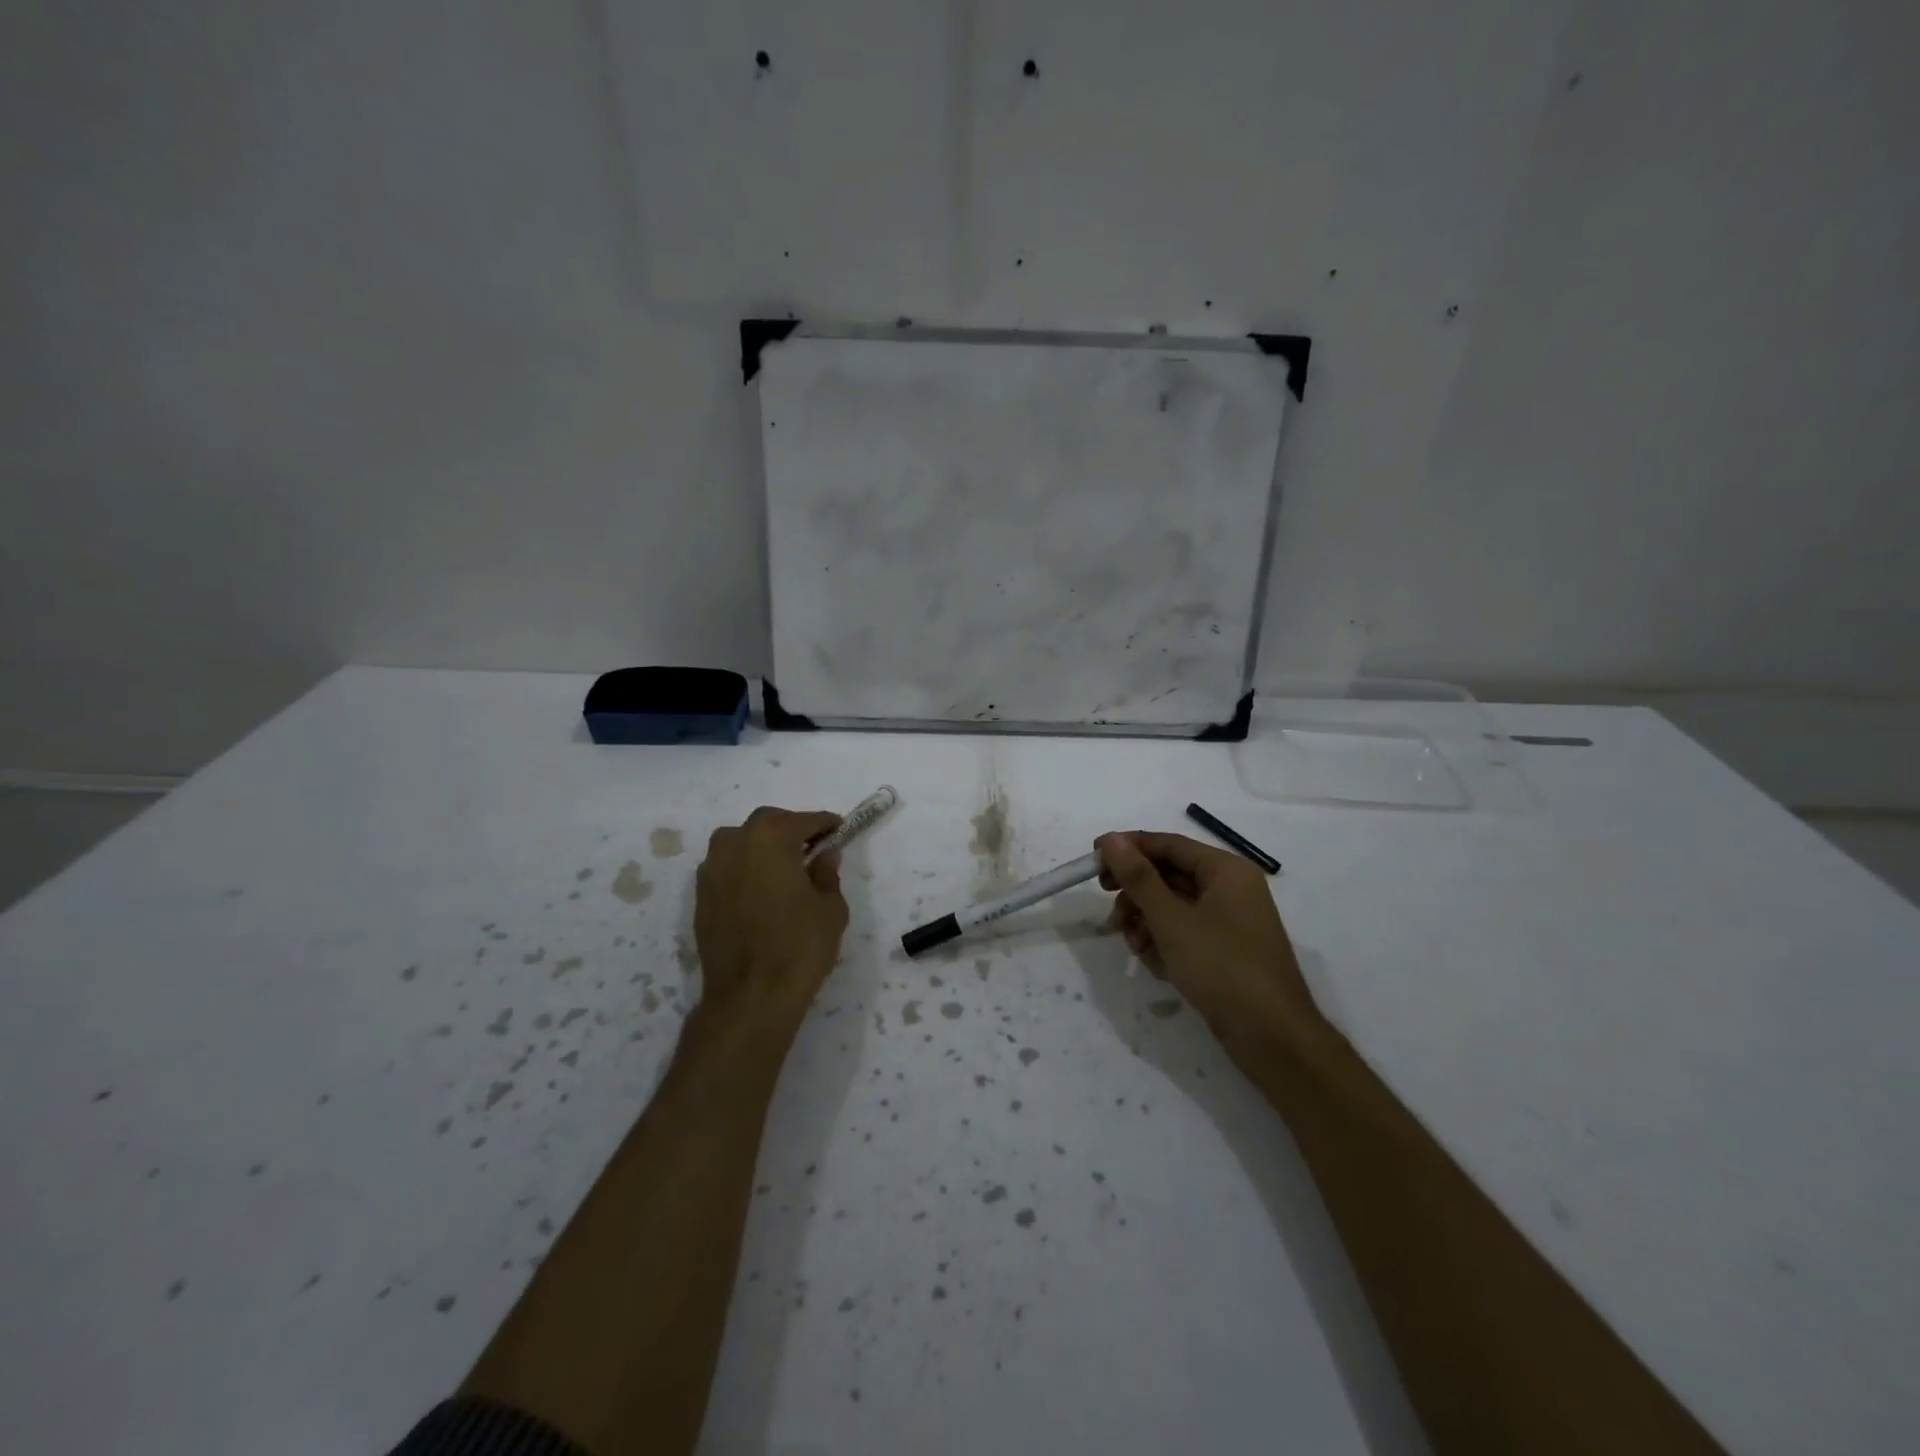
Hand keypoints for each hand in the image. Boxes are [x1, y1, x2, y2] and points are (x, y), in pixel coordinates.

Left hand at [694, 807, 849, 1046]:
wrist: (750, 995)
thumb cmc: (799, 945)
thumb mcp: (831, 908)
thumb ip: (827, 874)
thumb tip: (824, 856)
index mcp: (771, 838)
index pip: (803, 820)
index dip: (824, 823)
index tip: (839, 829)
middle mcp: (735, 843)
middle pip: (767, 823)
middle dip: (791, 830)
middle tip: (812, 848)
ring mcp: (712, 869)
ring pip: (741, 842)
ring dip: (763, 846)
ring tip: (784, 868)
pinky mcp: (700, 895)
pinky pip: (727, 867)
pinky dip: (745, 868)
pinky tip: (761, 889)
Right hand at [1096, 831, 1326, 1068]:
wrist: (1273, 1038)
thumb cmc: (1222, 968)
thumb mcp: (1172, 921)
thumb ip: (1139, 877)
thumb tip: (1110, 838)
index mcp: (1225, 870)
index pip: (1167, 844)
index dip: (1128, 848)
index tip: (1092, 859)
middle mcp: (1229, 888)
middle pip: (1168, 874)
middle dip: (1136, 894)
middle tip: (1109, 910)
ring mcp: (1228, 920)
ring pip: (1172, 905)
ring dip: (1145, 921)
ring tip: (1134, 945)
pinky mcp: (1223, 949)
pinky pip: (1183, 931)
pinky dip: (1163, 941)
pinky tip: (1153, 962)